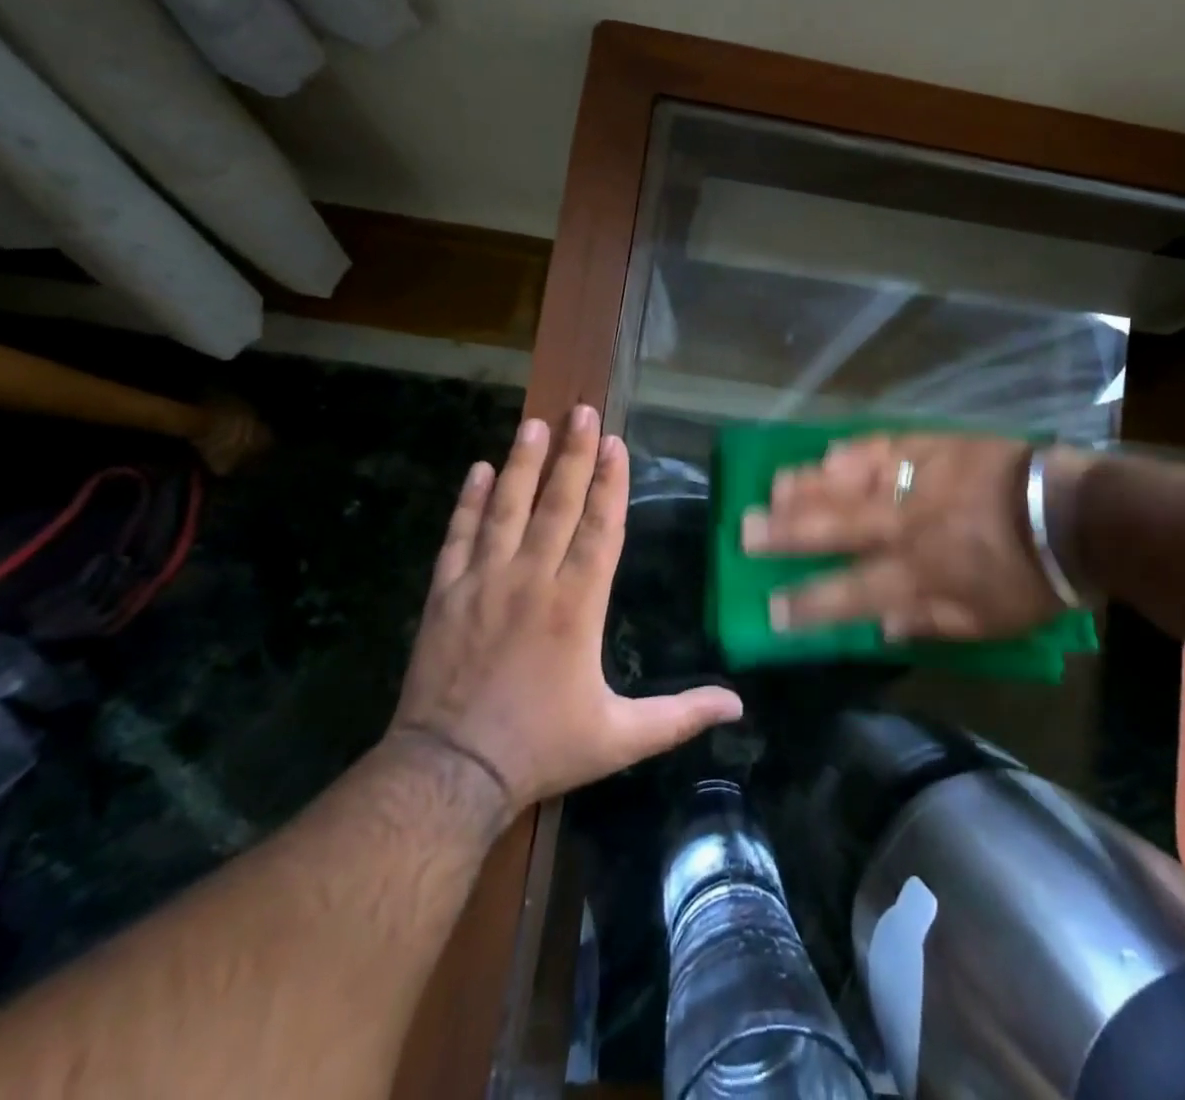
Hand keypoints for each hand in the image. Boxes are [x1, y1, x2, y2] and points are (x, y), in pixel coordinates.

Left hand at [390, 405, 742, 816]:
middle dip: (573, 454)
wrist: (449, 774)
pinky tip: (476, 471)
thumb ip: (680, 716)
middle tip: (581, 410)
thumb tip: (739, 706)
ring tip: (534, 425)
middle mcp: (532, 580)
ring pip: (506, 509)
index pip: (600, 528)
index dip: (610, 482)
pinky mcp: (445, 595)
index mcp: (577, 604)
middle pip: (557, 504)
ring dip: (522, 464)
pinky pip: (458, 536)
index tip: (615, 442)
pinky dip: (468, 502)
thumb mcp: (620, 739)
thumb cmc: (540, 748)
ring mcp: (484, 582)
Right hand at [741, 433, 1084, 640]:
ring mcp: (916, 482)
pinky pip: (884, 447)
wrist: (1071, 512)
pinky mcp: (933, 448)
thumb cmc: (1030, 578)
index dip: (806, 604)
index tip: (770, 609)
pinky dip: (853, 452)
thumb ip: (929, 622)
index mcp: (918, 574)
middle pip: (834, 529)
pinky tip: (827, 451)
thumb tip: (880, 624)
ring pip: (850, 483)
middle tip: (745, 531)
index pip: (849, 593)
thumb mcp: (986, 622)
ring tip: (771, 487)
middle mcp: (904, 526)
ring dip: (808, 486)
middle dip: (786, 533)